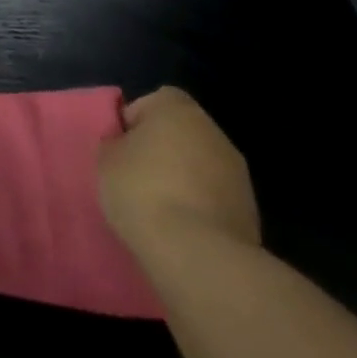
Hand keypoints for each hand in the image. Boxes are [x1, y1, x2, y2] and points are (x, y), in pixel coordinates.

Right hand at [98, 87, 259, 261]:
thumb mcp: (106, 160)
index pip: (153, 101)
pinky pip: (215, 198)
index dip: (135, 122)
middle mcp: (213, 132)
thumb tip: (126, 146)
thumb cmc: (143, 192)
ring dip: (184, 180)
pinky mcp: (251, 212)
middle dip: (162, 151)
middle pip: (180, 133)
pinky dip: (201, 207)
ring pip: (200, 166)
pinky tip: (183, 229)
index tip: (122, 148)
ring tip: (160, 209)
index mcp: (177, 109)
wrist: (199, 256)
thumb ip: (115, 144)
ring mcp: (238, 173)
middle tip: (137, 177)